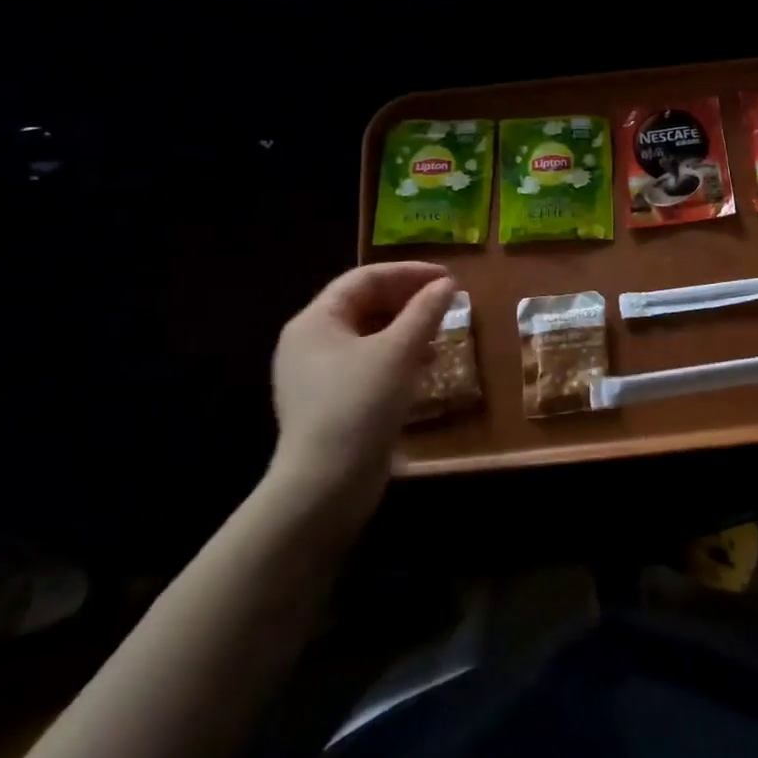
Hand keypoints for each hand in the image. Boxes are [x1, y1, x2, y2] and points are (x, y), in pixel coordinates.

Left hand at [268, 262, 456, 522]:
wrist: (325, 484)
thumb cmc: (360, 405)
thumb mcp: (398, 352)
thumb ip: (424, 312)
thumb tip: (446, 285)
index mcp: (315, 321)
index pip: (364, 279)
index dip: (408, 273)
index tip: (448, 277)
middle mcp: (309, 342)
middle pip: (363, 305)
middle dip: (407, 300)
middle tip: (447, 302)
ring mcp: (316, 375)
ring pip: (367, 336)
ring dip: (405, 329)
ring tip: (440, 334)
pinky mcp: (329, 402)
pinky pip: (366, 364)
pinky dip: (396, 357)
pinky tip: (423, 367)